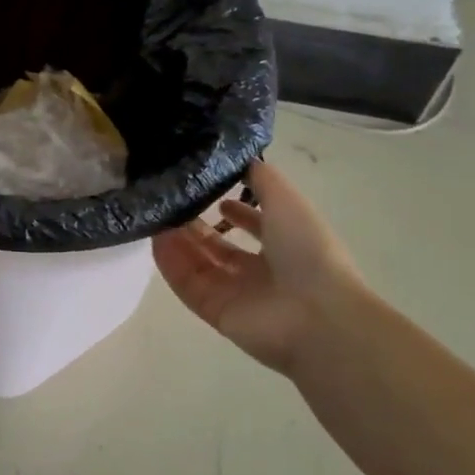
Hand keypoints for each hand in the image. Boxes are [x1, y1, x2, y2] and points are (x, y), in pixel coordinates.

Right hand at [152, 159, 362, 374]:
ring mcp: (238, 295)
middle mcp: (261, 272)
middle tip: (170, 201)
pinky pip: (188, 285)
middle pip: (219, 247)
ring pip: (199, 264)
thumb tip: (237, 158)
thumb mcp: (286, 200)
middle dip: (196, 224)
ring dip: (179, 240)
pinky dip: (171, 264)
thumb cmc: (307, 251)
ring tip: (157, 215)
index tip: (210, 194)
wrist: (317, 316)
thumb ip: (260, 177)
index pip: (254, 226)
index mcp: (285, 246)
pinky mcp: (217, 313)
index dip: (235, 210)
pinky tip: (156, 239)